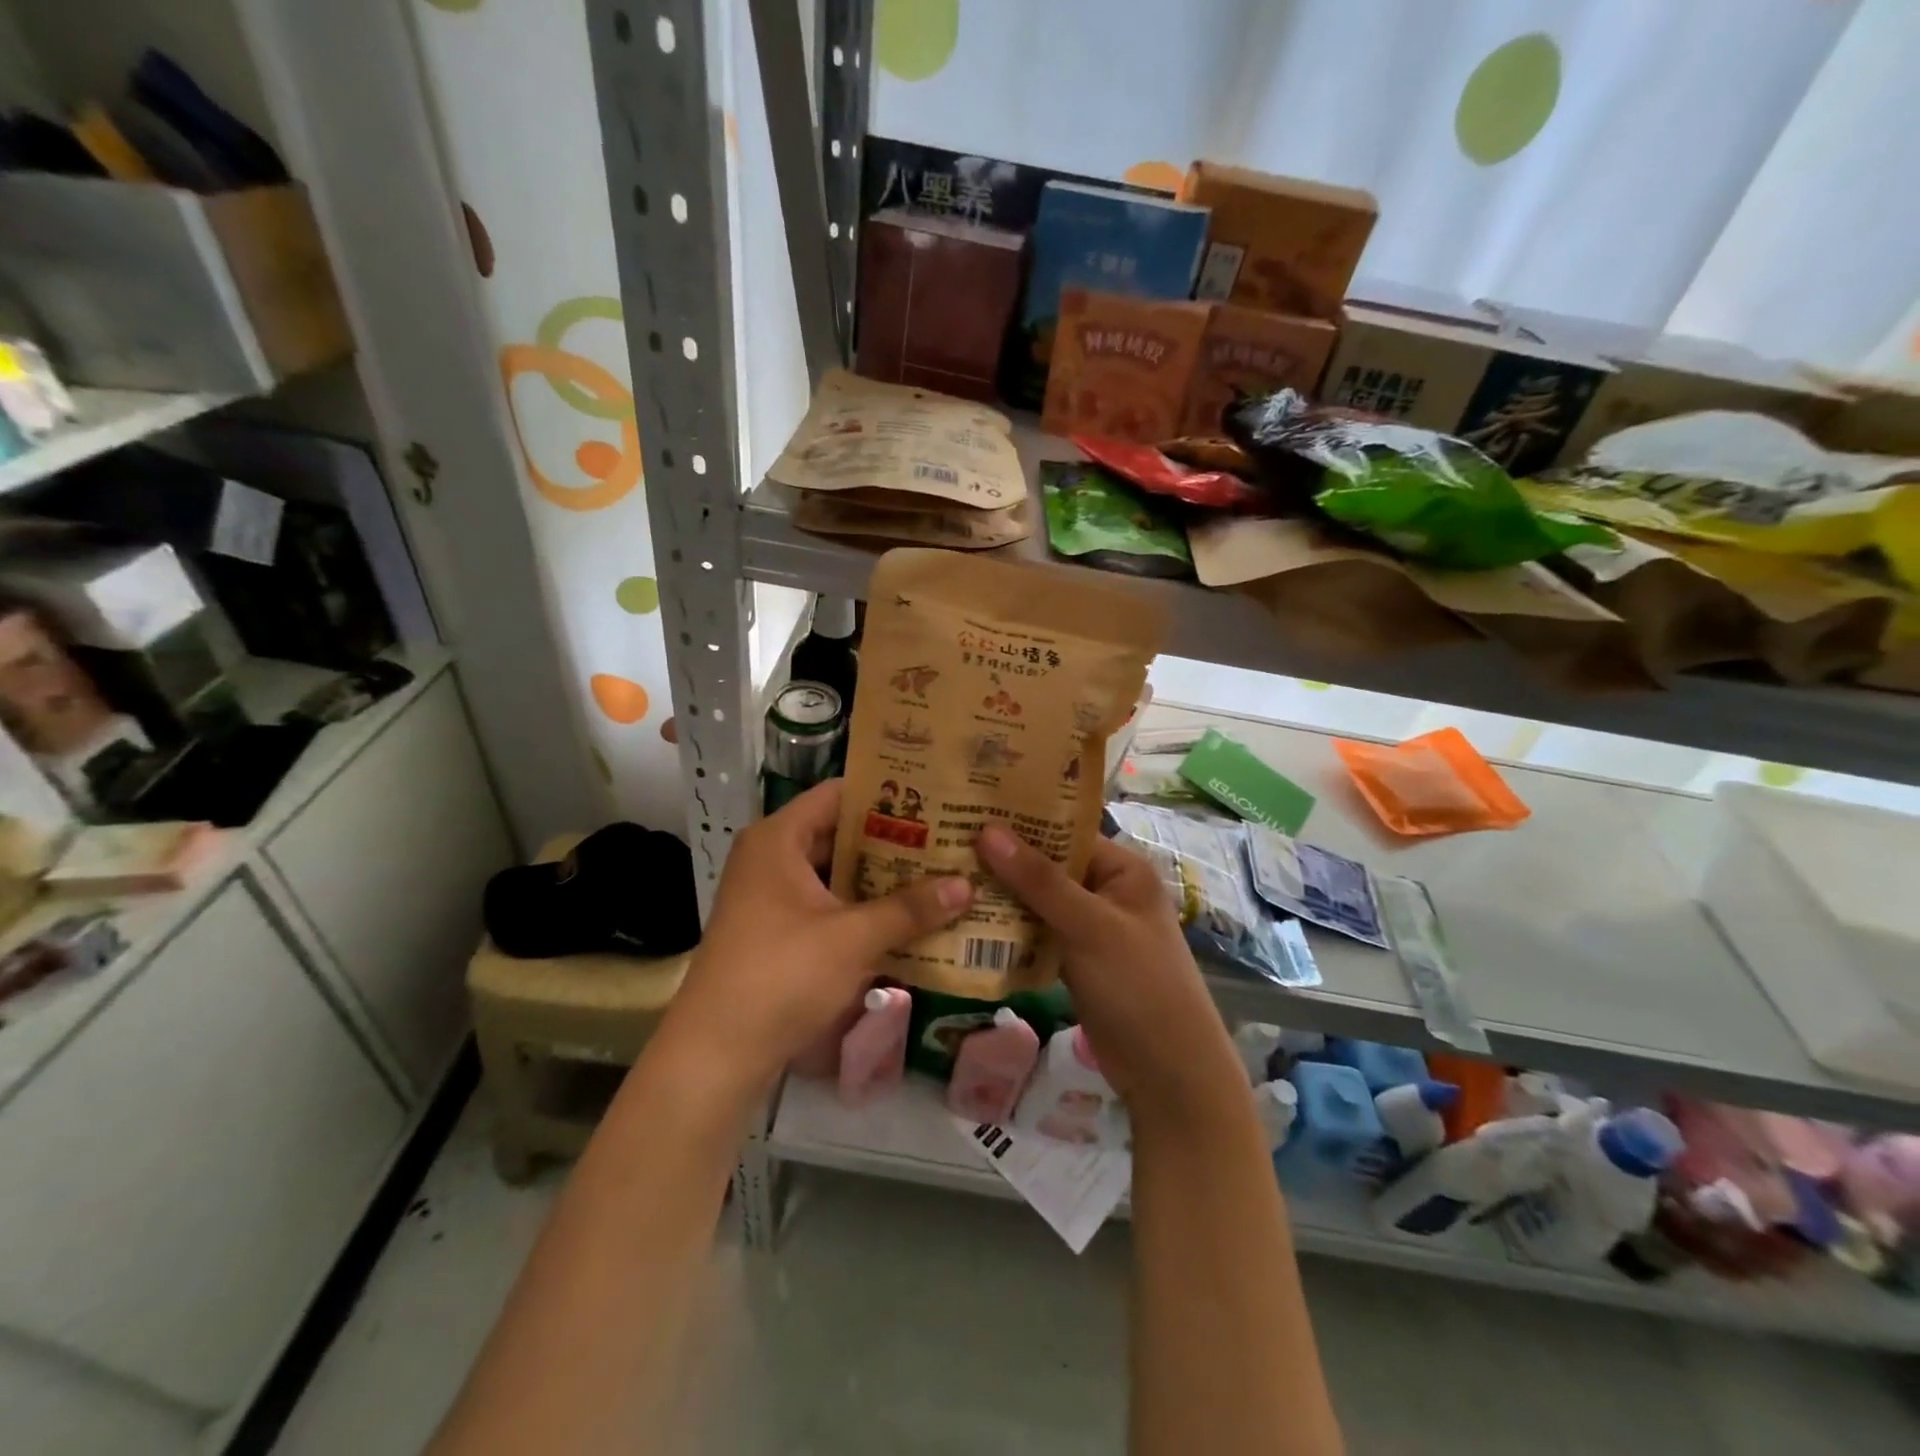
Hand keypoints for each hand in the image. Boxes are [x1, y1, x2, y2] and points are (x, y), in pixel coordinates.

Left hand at [658, 780, 972, 1095]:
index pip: (839, 793)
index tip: (934, 795)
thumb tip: (968, 885)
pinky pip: (827, 903)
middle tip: (947, 837)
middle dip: (893, 838)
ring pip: (835, 872)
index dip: (886, 792)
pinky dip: (862, 906)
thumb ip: (910, 908)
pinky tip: (906, 916)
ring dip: (880, 876)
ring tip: (937, 872)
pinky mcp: (776, 931)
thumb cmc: (782, 975)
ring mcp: (770, 896)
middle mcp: (771, 857)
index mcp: (779, 839)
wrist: (716, 1054)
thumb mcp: (853, 938)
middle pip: (839, 833)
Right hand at [976, 825, 1244, 1126]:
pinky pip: (1038, 934)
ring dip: (1001, 898)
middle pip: (1047, 867)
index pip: (1064, 833)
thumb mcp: (1089, 927)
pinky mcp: (1076, 960)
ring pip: (1038, 902)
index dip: (1020, 824)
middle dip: (1003, 862)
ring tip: (946, 879)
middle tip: (945, 846)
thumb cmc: (1138, 986)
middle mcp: (1106, 891)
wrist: (1168, 1074)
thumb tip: (988, 830)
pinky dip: (1010, 931)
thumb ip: (1038, 880)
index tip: (968, 814)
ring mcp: (1090, 928)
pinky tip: (967, 924)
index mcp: (1122, 869)